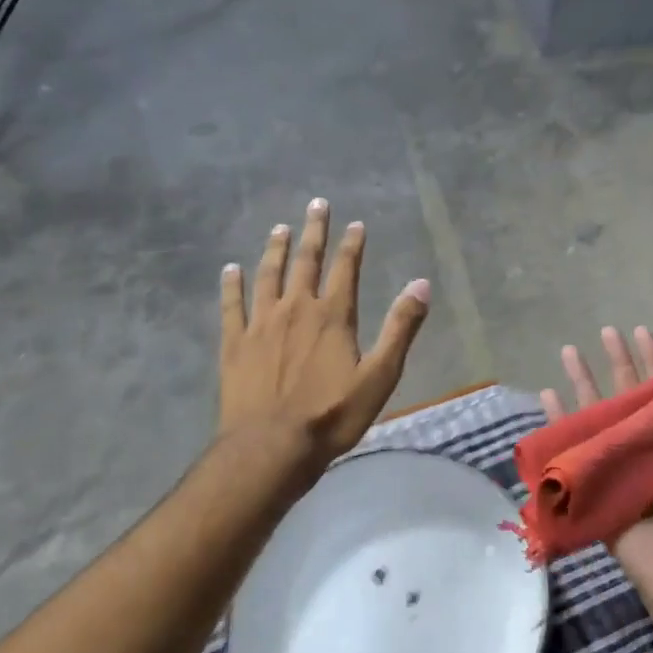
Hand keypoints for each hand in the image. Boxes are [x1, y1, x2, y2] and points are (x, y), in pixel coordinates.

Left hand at [219, 199, 429, 472]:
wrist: (271, 447)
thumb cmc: (332, 415)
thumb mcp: (381, 375)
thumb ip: (400, 327)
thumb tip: (421, 284)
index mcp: (333, 316)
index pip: (346, 269)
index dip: (352, 245)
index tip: (355, 224)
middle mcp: (296, 308)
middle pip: (306, 261)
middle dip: (313, 232)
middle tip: (316, 205)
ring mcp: (261, 324)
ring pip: (268, 275)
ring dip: (275, 249)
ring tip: (279, 228)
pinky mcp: (234, 343)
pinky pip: (231, 305)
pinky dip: (231, 284)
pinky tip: (230, 269)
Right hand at [541, 326, 652, 607]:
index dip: (652, 362)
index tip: (641, 332)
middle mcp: (644, 444)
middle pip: (626, 395)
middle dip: (615, 362)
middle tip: (605, 331)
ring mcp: (618, 462)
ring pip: (597, 414)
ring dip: (583, 384)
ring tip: (569, 352)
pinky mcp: (595, 484)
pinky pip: (575, 449)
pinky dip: (560, 424)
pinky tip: (548, 399)